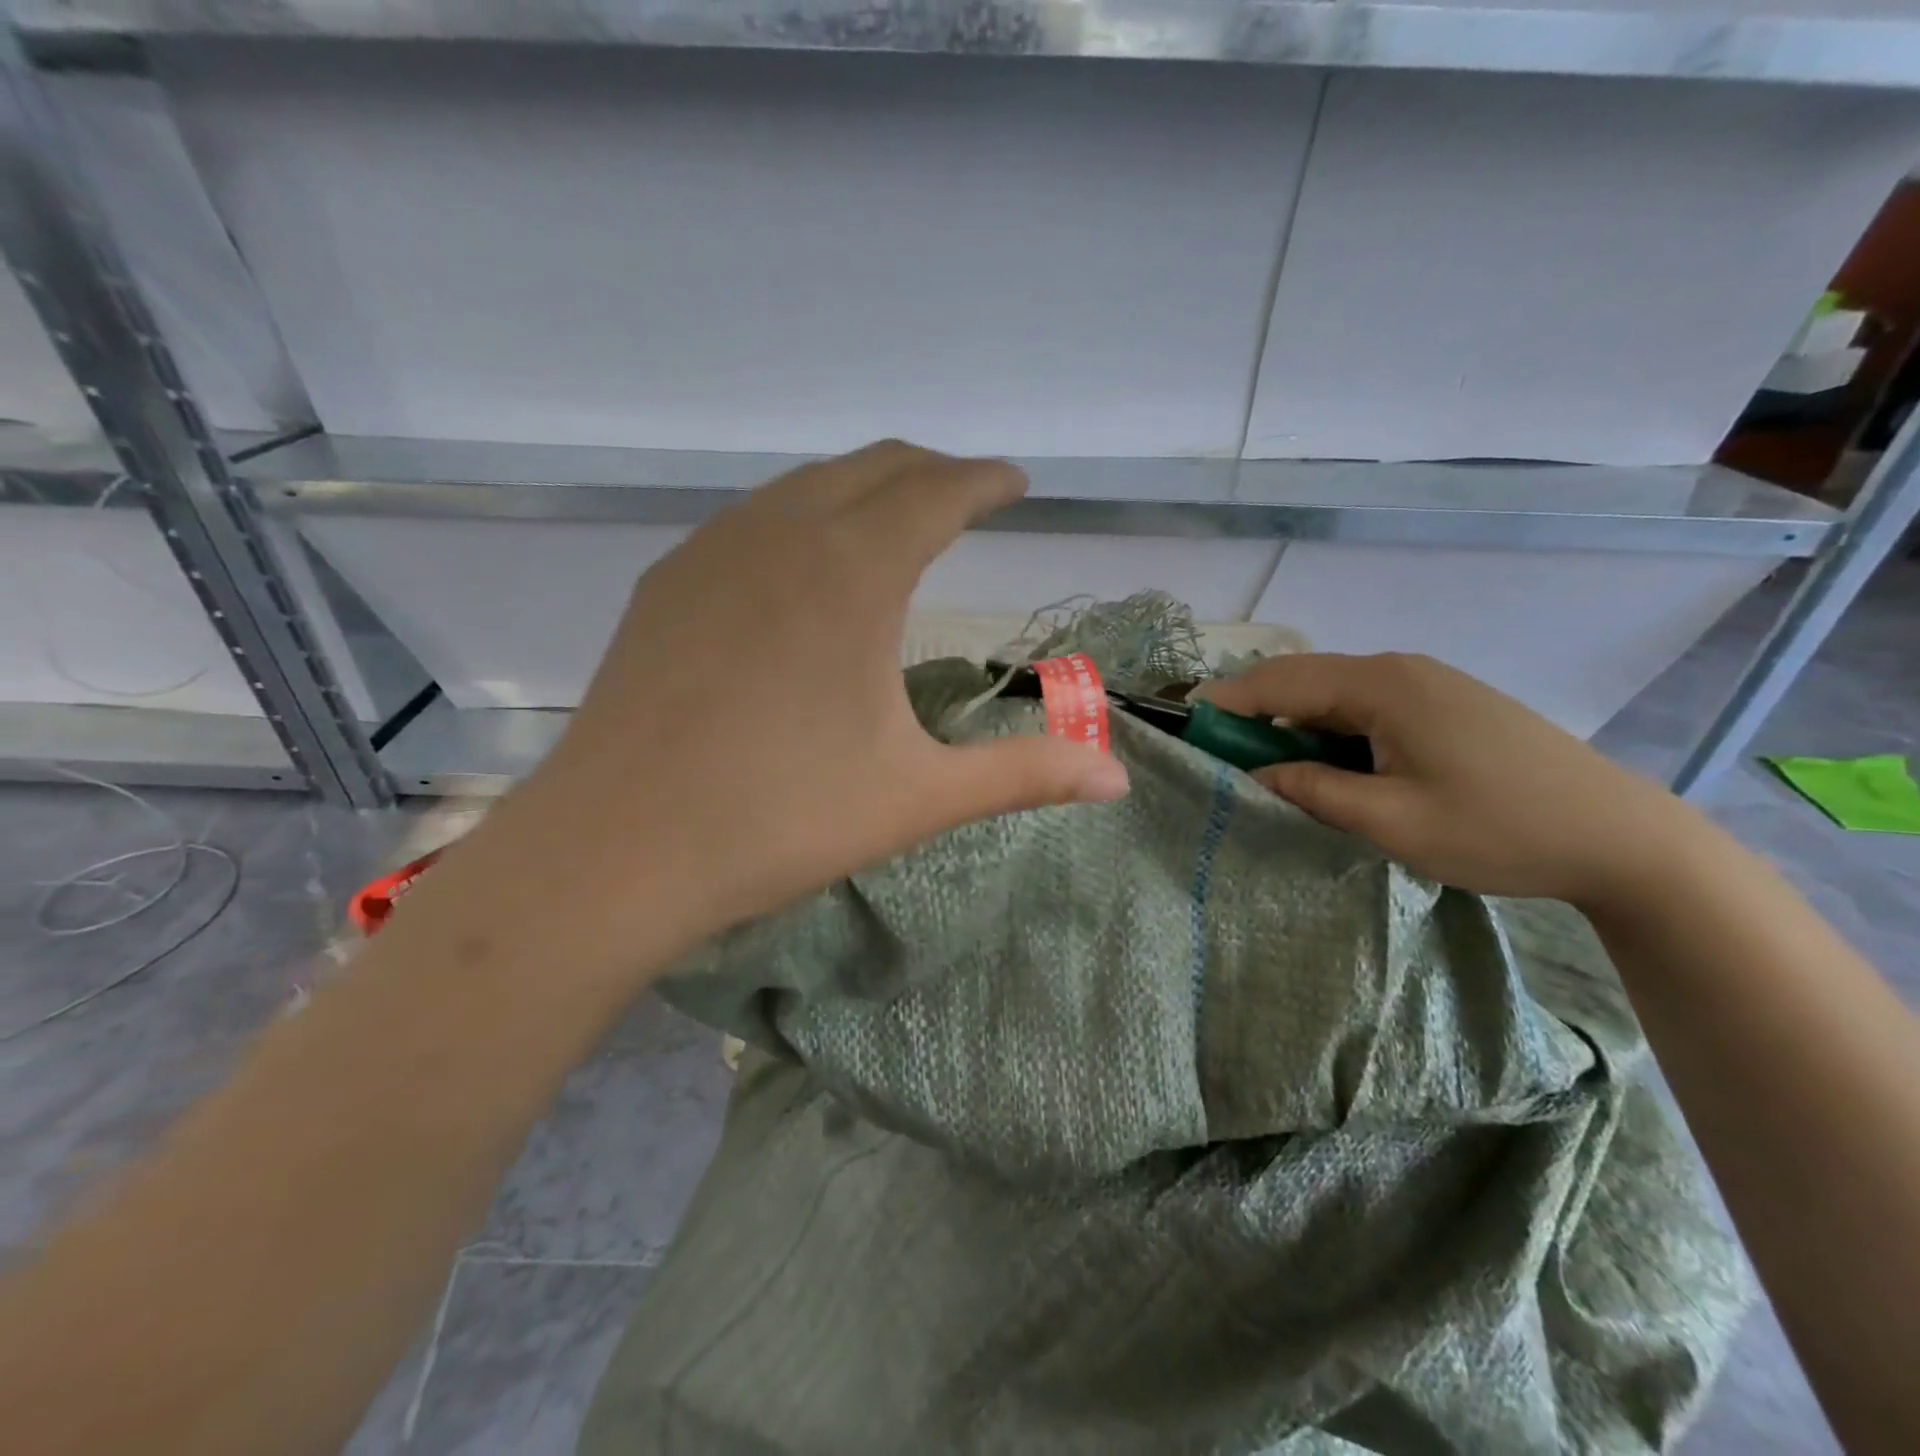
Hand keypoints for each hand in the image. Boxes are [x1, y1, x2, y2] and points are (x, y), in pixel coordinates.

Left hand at [509, 441, 1128, 958]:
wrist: (618, 849)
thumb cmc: (780, 819)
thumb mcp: (918, 797)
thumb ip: (1023, 775)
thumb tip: (1115, 776)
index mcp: (852, 572)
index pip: (937, 490)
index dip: (985, 480)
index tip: (1015, 483)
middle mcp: (782, 536)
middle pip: (873, 466)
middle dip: (931, 471)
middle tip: (967, 495)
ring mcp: (712, 552)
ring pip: (805, 484)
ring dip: (862, 487)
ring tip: (894, 519)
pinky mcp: (667, 584)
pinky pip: (751, 519)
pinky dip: (800, 516)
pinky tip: (802, 563)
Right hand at [1196, 652, 1698, 907]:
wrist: (1623, 838)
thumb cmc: (1499, 829)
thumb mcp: (1391, 821)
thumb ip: (1312, 789)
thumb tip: (1255, 773)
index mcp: (1382, 687)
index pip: (1279, 682)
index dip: (1226, 701)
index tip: (1183, 723)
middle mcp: (1399, 669)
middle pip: (1302, 677)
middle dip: (1252, 708)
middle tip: (1216, 749)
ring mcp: (1426, 682)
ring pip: (1332, 691)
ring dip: (1291, 719)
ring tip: (1262, 760)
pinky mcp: (1444, 703)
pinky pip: (1363, 704)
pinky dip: (1328, 726)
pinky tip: (1325, 760)